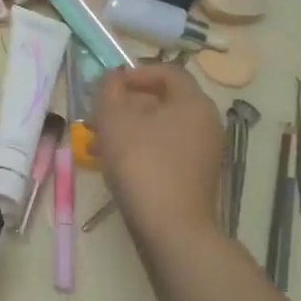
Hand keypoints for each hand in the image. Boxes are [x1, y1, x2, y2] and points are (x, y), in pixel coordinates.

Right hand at [93, 65, 224, 248]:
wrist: (171, 229)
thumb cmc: (142, 164)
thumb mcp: (115, 119)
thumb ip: (108, 90)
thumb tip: (112, 78)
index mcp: (193, 103)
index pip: (167, 72)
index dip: (135, 72)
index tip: (107, 85)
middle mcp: (205, 123)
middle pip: (162, 100)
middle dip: (125, 104)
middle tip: (96, 116)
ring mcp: (202, 152)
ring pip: (159, 128)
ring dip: (127, 128)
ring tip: (95, 143)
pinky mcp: (193, 176)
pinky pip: (163, 150)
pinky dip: (138, 148)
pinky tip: (112, 163)